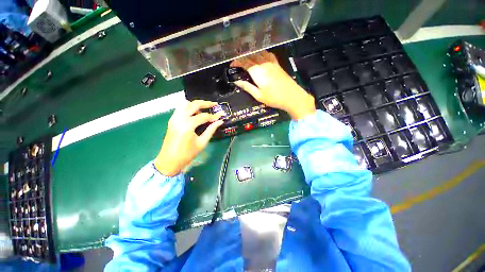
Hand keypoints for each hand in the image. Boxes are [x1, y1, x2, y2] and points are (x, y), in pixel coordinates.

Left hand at [154, 100, 223, 176]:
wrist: (169, 161)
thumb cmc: (187, 154)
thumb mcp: (202, 143)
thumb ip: (211, 130)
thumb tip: (220, 121)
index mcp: (188, 126)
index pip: (204, 116)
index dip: (214, 116)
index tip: (221, 115)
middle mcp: (180, 118)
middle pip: (194, 104)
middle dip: (206, 103)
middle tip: (214, 105)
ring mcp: (174, 118)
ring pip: (185, 103)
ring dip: (196, 104)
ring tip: (204, 109)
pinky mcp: (172, 120)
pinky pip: (180, 108)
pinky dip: (189, 107)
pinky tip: (195, 113)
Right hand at [231, 51, 315, 119]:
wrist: (292, 96)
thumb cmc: (274, 98)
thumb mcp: (258, 95)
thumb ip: (247, 87)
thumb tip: (236, 81)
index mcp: (258, 71)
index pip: (244, 62)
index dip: (236, 62)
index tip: (231, 66)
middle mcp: (264, 63)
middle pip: (251, 56)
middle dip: (242, 58)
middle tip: (237, 64)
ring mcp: (272, 62)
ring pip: (258, 53)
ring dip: (251, 54)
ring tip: (246, 60)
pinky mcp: (277, 64)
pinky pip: (267, 54)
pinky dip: (261, 54)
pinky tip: (259, 57)